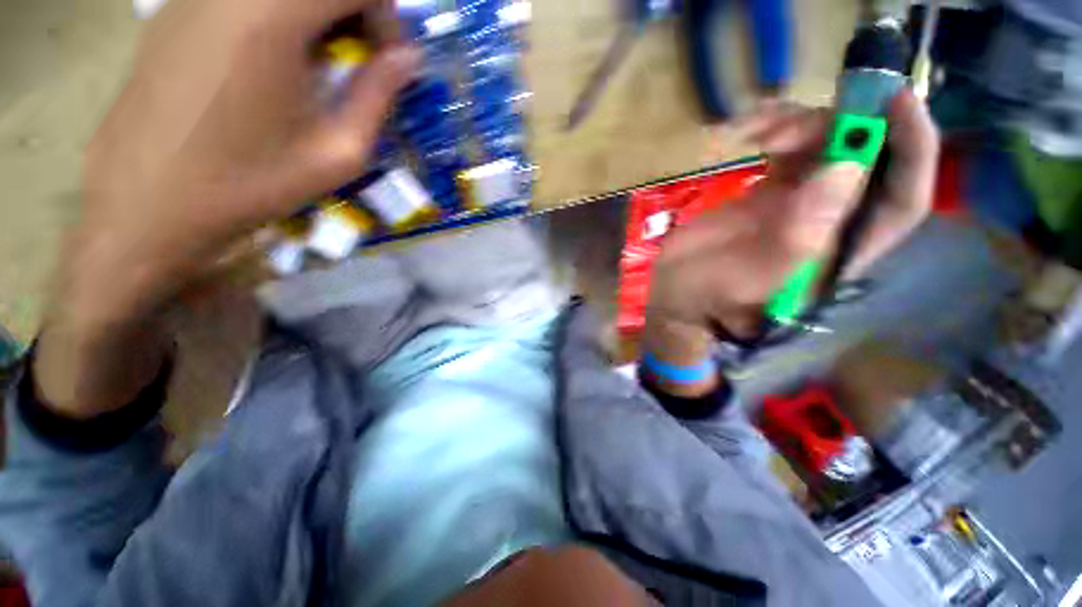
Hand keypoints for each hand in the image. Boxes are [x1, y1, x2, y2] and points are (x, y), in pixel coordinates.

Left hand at [37, 0, 417, 415]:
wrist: (147, 205)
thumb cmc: (248, 186)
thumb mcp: (336, 153)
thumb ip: (378, 96)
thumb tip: (407, 59)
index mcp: (270, 18)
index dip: (386, 14)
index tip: (388, 60)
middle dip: (355, 12)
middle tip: (362, 61)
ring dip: (318, 15)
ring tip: (321, 65)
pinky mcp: (175, 9)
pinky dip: (279, 17)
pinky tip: (276, 62)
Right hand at [643, 91, 938, 394]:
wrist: (675, 288)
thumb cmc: (710, 293)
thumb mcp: (752, 275)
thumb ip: (798, 234)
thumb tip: (845, 169)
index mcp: (840, 249)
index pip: (901, 199)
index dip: (912, 150)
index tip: (895, 100)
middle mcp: (831, 220)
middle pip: (865, 159)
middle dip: (837, 129)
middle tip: (783, 131)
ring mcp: (800, 202)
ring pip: (828, 144)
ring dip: (798, 125)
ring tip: (753, 134)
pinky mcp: (770, 191)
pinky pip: (789, 149)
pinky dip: (773, 128)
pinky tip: (746, 130)